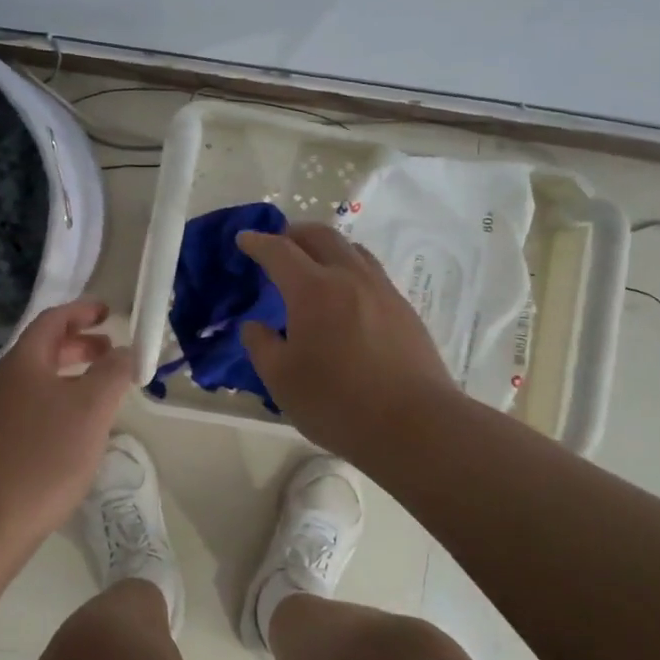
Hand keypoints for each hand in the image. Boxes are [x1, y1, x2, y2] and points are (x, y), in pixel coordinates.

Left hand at [0, 299, 133, 544]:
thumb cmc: (45, 454)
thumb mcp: (91, 407)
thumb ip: (113, 372)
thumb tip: (125, 351)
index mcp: (24, 361)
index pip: (53, 320)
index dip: (82, 311)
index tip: (108, 312)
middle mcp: (5, 379)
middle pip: (44, 348)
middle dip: (80, 344)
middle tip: (111, 351)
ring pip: (39, 378)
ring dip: (72, 374)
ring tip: (101, 388)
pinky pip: (33, 404)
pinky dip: (60, 399)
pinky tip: (77, 426)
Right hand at [236, 223, 459, 463]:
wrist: (415, 425)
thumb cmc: (338, 403)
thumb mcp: (281, 380)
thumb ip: (261, 346)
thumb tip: (255, 325)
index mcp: (313, 289)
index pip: (279, 251)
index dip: (257, 242)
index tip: (244, 239)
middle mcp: (349, 277)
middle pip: (320, 236)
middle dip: (294, 233)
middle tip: (278, 243)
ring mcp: (382, 290)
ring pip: (351, 249)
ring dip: (325, 246)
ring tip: (313, 262)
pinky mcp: (404, 309)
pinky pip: (370, 271)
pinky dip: (349, 267)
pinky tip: (345, 294)